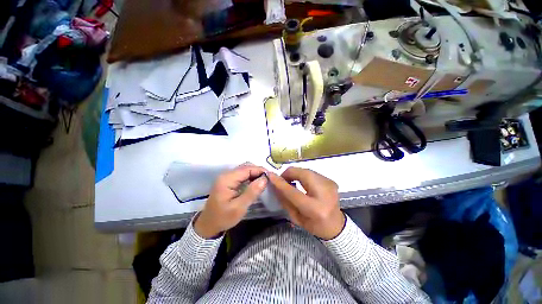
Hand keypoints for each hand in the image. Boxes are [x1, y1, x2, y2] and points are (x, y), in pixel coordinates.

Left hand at [194, 164, 267, 238]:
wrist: (208, 225)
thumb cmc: (223, 218)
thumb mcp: (239, 207)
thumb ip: (252, 192)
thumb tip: (264, 179)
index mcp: (227, 179)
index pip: (247, 169)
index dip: (260, 170)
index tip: (271, 177)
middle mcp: (226, 175)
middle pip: (246, 167)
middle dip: (258, 171)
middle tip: (268, 179)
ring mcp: (226, 177)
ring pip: (244, 170)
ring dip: (255, 173)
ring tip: (264, 181)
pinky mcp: (228, 181)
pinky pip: (242, 175)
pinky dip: (250, 177)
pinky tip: (256, 183)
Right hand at [268, 167, 344, 239]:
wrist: (336, 226)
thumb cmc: (314, 226)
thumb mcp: (296, 217)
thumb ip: (285, 200)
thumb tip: (275, 185)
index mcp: (315, 209)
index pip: (293, 192)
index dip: (280, 183)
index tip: (270, 176)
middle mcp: (324, 193)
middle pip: (302, 174)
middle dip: (289, 173)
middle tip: (282, 179)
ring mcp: (329, 184)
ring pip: (307, 171)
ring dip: (295, 174)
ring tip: (290, 181)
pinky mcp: (330, 180)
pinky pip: (312, 173)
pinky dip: (303, 175)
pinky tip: (301, 182)